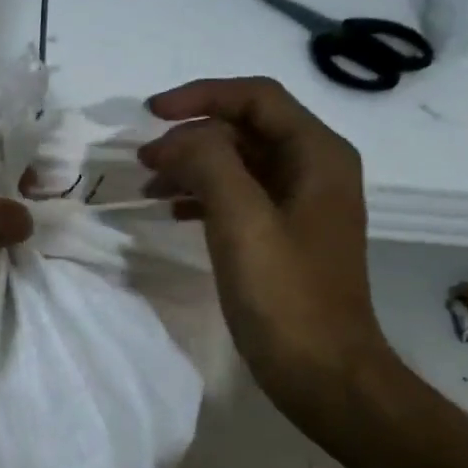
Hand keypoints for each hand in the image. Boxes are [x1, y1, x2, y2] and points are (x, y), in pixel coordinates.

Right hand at [139, 77, 392, 417]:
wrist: (323, 371)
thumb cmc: (285, 294)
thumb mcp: (242, 220)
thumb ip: (208, 163)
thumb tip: (175, 141)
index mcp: (317, 154)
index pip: (255, 98)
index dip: (201, 96)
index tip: (150, 114)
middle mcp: (314, 169)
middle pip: (245, 128)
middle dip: (191, 136)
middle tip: (143, 159)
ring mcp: (299, 204)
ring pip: (238, 163)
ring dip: (192, 166)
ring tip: (148, 186)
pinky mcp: (283, 234)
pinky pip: (238, 196)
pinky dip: (202, 196)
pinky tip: (171, 213)